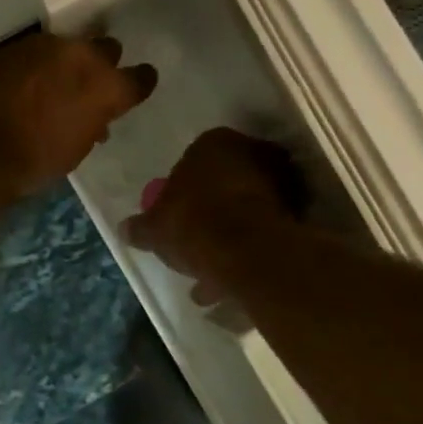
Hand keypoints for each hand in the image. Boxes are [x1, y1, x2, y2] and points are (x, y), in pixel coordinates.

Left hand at [0, 33, 157, 197]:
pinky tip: (23, 83)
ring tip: (51, 84)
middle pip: (106, 49)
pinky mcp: (14, 46)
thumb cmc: (34, 162)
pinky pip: (36, 52)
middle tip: (88, 83)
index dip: (138, 84)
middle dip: (101, 64)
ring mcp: (46, 46)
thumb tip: (96, 120)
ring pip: (68, 46)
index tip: (133, 89)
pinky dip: (35, 65)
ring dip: (65, 62)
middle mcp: (82, 56)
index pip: (140, 78)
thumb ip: (92, 125)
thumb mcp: (75, 151)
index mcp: (107, 87)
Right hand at [124, 128, 306, 300]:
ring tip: (211, 274)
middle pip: (225, 182)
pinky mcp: (299, 211)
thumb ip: (140, 227)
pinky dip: (250, 250)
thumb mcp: (154, 229)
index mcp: (213, 142)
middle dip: (211, 211)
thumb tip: (123, 228)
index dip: (183, 189)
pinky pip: (265, 230)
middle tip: (195, 241)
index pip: (194, 159)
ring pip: (247, 208)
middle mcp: (251, 152)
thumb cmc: (194, 225)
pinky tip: (231, 281)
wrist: (249, 253)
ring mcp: (280, 180)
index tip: (176, 215)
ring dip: (231, 235)